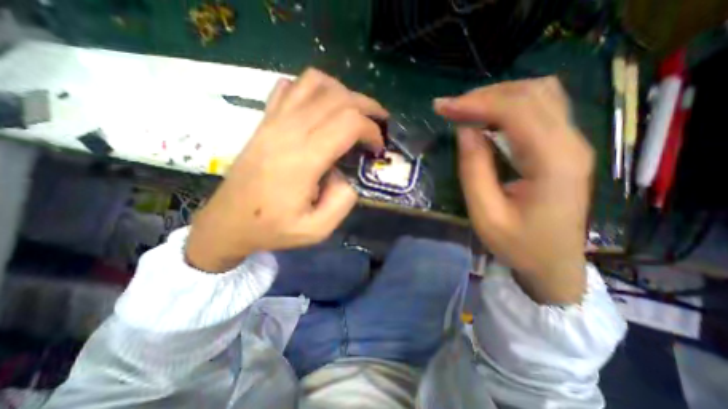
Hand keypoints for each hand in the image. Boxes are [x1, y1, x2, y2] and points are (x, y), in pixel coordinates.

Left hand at [185, 68, 385, 272]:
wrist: (228, 221)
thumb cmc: (272, 228)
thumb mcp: (317, 229)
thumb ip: (343, 200)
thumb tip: (347, 174)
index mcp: (303, 159)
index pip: (348, 123)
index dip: (371, 130)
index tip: (378, 147)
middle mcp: (289, 131)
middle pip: (338, 98)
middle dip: (367, 107)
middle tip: (380, 123)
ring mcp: (274, 121)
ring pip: (315, 83)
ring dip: (343, 92)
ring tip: (355, 112)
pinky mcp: (265, 120)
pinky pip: (292, 87)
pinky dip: (314, 88)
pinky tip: (322, 106)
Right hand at [432, 77, 589, 302]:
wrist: (554, 264)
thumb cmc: (518, 245)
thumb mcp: (485, 214)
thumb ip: (474, 169)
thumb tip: (465, 131)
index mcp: (552, 163)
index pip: (517, 111)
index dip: (476, 103)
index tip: (443, 107)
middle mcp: (570, 144)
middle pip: (531, 94)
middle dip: (485, 95)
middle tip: (450, 108)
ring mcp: (572, 143)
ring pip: (539, 95)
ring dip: (497, 96)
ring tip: (465, 110)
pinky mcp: (564, 147)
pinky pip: (540, 109)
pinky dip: (509, 106)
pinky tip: (487, 118)